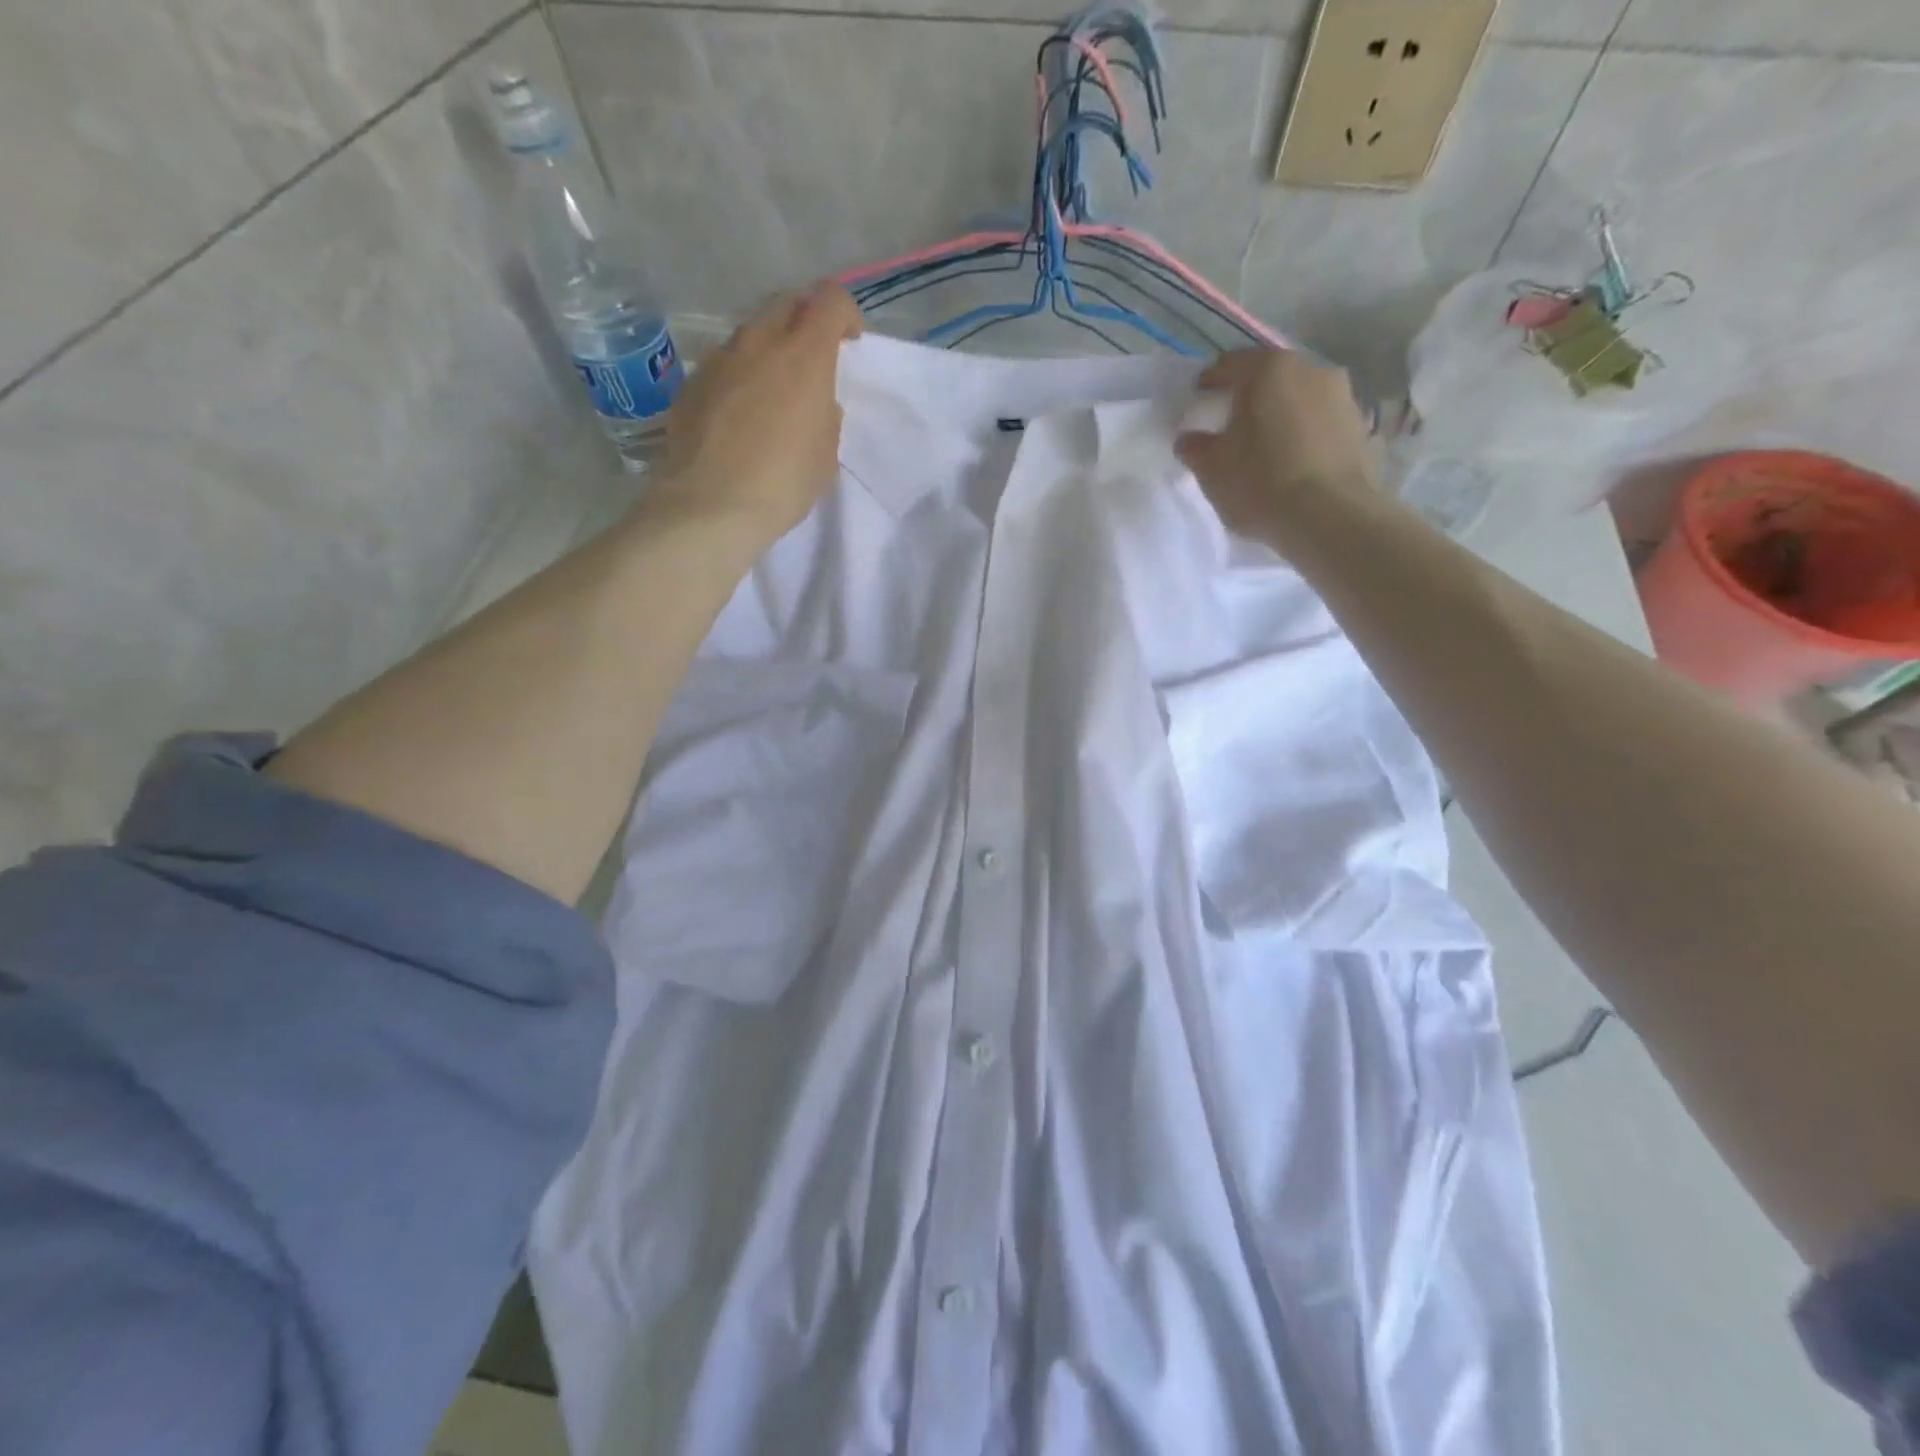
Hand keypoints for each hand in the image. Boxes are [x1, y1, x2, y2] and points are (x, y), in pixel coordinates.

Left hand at [652, 283, 863, 543]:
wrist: (710, 505)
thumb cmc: (783, 482)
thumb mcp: (825, 453)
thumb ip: (826, 415)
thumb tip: (816, 402)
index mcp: (804, 356)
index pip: (830, 301)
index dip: (845, 314)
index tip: (849, 343)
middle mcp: (759, 343)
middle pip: (787, 303)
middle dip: (805, 319)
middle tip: (813, 357)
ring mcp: (720, 359)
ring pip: (751, 333)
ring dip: (768, 348)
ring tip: (773, 391)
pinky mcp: (692, 382)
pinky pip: (723, 365)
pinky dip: (739, 377)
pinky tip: (738, 417)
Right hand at [1174, 350, 1379, 549]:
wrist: (1329, 518)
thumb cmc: (1260, 484)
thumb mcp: (1211, 469)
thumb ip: (1195, 447)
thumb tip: (1190, 438)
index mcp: (1269, 370)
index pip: (1229, 365)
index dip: (1209, 383)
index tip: (1198, 402)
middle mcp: (1310, 369)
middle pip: (1269, 378)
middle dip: (1248, 398)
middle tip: (1231, 425)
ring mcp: (1342, 395)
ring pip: (1298, 398)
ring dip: (1280, 414)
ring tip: (1265, 447)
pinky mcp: (1360, 426)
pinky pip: (1320, 422)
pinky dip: (1303, 433)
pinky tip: (1292, 462)